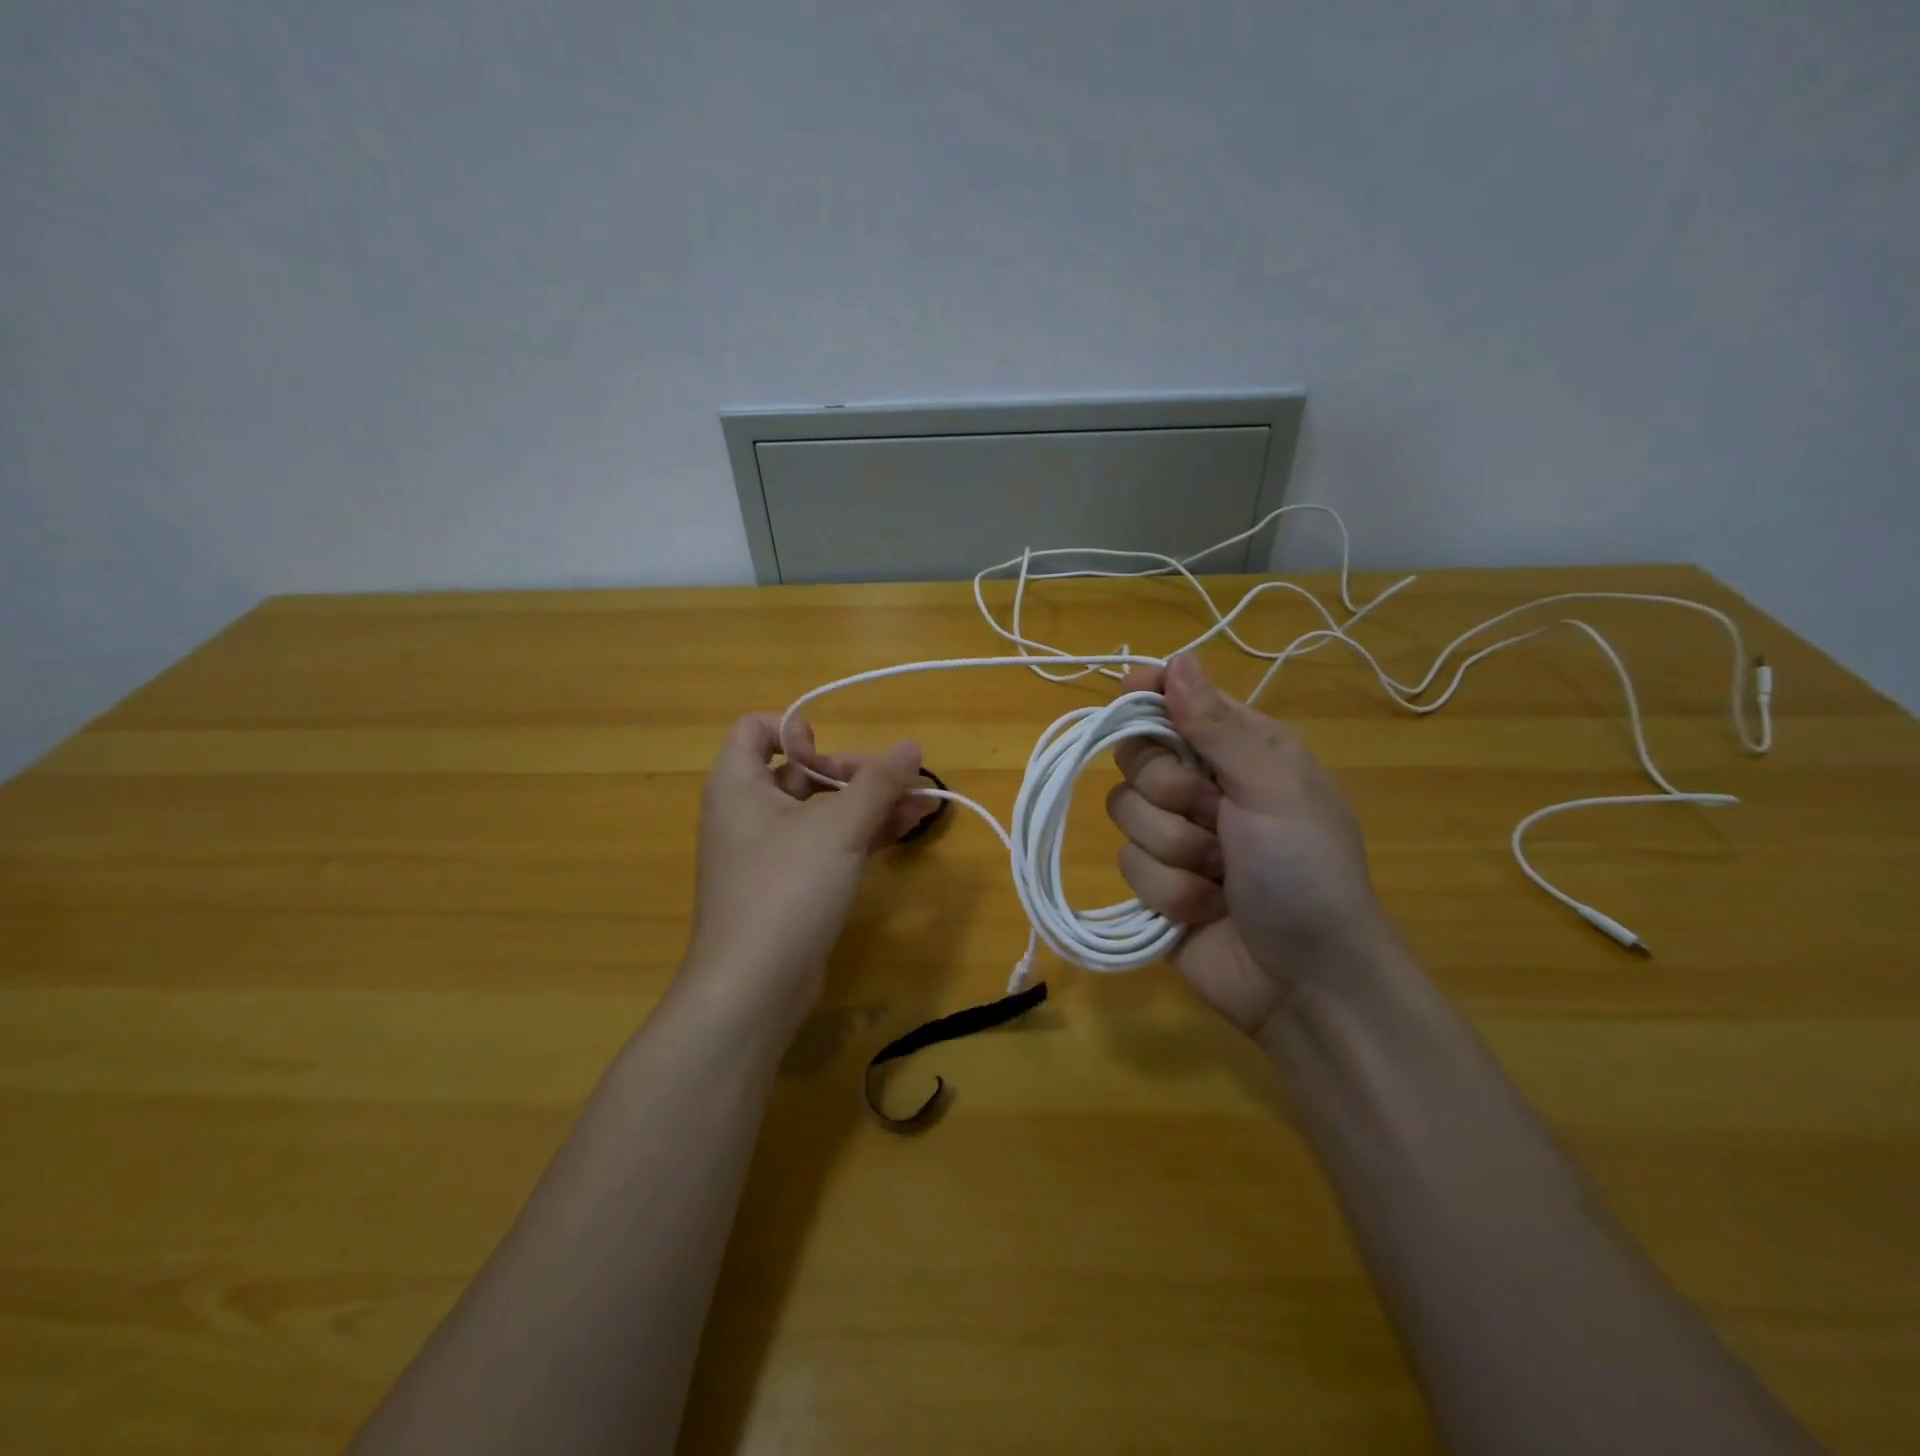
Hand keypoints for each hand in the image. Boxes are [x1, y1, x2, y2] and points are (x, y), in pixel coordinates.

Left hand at [679, 715, 934, 1039]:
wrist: (753, 989)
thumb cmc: (786, 889)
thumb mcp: (838, 828)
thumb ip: (878, 783)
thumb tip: (912, 746)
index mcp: (738, 784)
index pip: (756, 729)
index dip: (795, 729)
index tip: (831, 752)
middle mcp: (748, 812)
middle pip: (800, 769)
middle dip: (854, 772)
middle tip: (898, 783)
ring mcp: (769, 852)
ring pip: (822, 810)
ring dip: (869, 803)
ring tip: (923, 804)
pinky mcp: (789, 885)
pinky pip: (826, 844)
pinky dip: (861, 833)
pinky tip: (907, 829)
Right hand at [1105, 653, 1396, 1038]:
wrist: (1306, 980)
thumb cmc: (1305, 871)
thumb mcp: (1274, 788)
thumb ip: (1217, 727)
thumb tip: (1177, 658)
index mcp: (1241, 751)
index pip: (1179, 702)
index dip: (1150, 694)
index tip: (1128, 689)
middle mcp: (1203, 786)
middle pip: (1137, 756)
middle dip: (1170, 790)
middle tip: (1213, 814)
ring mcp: (1175, 835)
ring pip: (1126, 812)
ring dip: (1176, 849)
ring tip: (1221, 876)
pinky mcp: (1155, 882)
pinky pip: (1128, 865)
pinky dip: (1170, 890)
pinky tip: (1206, 909)